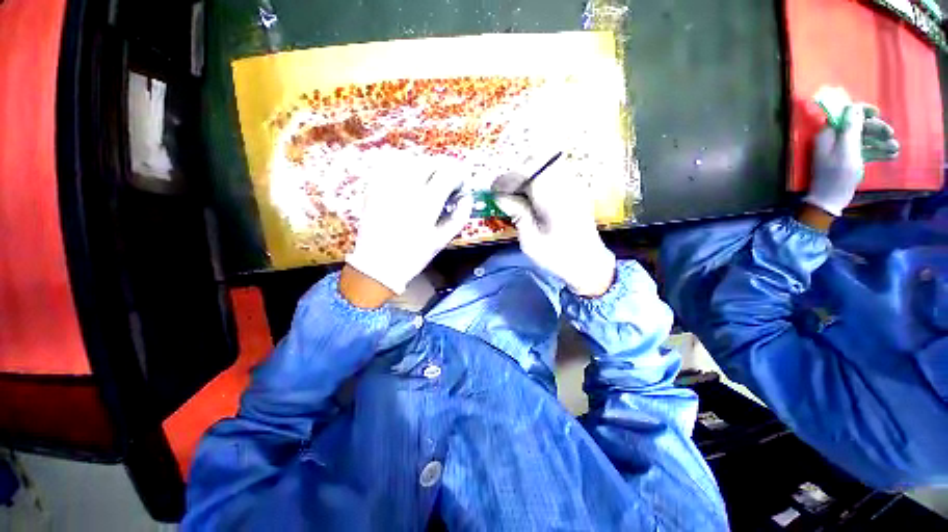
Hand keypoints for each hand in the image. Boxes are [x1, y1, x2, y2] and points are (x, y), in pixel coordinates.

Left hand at [346, 154, 472, 296]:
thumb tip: (468, 198)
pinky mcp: (373, 187)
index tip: (461, 185)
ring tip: (428, 179)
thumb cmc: (414, 255)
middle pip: (430, 162)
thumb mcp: (442, 240)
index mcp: (427, 203)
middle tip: (446, 182)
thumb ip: (459, 217)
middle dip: (443, 168)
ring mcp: (387, 185)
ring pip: (410, 159)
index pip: (448, 173)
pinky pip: (389, 164)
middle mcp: (407, 188)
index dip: (459, 175)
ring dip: (424, 165)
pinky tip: (406, 176)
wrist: (378, 265)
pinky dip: (402, 165)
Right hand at [493, 155, 615, 296]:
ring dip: (528, 175)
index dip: (507, 178)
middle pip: (538, 163)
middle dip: (517, 173)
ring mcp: (574, 186)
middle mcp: (566, 186)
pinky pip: (555, 174)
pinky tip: (532, 196)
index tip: (494, 189)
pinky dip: (539, 179)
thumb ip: (517, 214)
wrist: (588, 263)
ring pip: (547, 166)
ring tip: (517, 193)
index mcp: (553, 199)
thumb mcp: (530, 240)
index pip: (527, 172)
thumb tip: (500, 196)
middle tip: (504, 191)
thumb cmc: (557, 256)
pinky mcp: (576, 191)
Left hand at [805, 104, 899, 216]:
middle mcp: (833, 140)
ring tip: (896, 148)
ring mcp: (841, 151)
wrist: (830, 199)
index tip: (877, 112)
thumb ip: (850, 128)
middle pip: (857, 127)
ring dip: (880, 142)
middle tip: (891, 134)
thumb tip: (853, 107)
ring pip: (864, 140)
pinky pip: (865, 152)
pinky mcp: (848, 161)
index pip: (844, 116)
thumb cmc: (838, 174)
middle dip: (875, 129)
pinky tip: (892, 156)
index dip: (861, 112)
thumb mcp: (846, 149)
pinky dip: (878, 152)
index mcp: (828, 135)